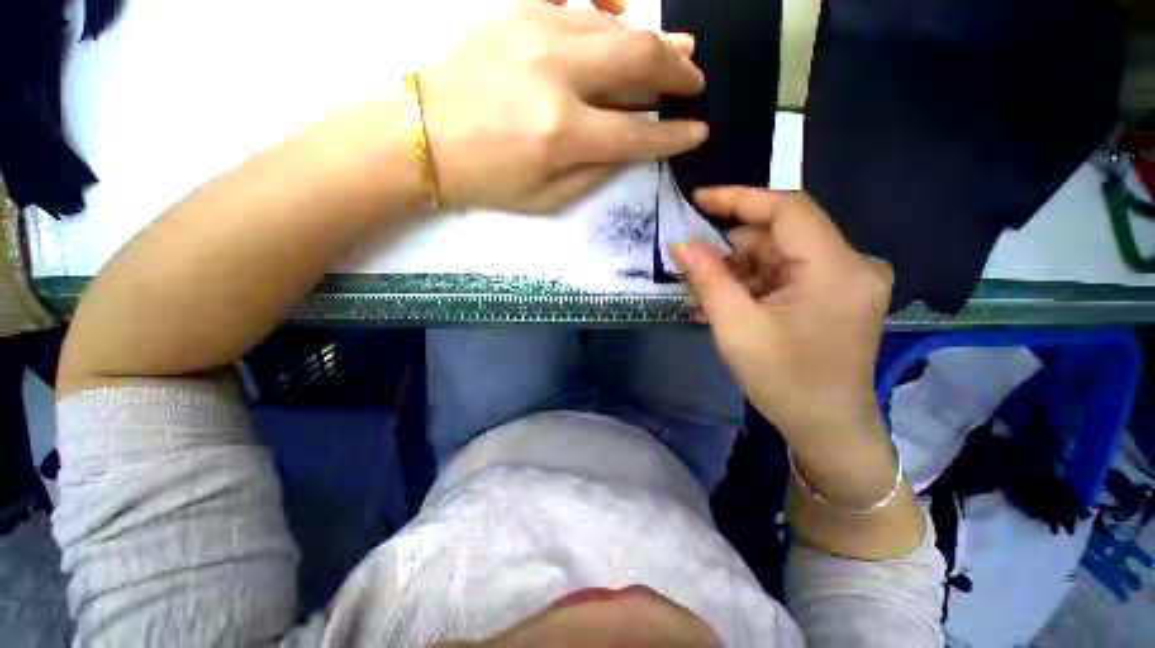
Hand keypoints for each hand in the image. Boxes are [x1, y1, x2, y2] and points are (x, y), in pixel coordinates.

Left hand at [419, 0, 707, 212]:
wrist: (424, 137)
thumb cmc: (489, 180)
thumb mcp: (548, 198)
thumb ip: (598, 171)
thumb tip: (635, 145)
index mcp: (562, 134)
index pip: (638, 133)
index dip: (674, 135)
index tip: (698, 132)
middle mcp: (557, 75)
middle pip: (640, 59)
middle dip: (678, 72)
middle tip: (696, 81)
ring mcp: (537, 32)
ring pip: (617, 27)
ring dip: (654, 41)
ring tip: (678, 51)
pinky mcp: (519, 11)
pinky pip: (579, 0)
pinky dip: (611, 9)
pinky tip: (623, 15)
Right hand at [672, 188, 892, 452]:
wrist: (827, 428)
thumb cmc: (783, 381)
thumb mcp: (736, 328)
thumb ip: (708, 279)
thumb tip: (681, 243)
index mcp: (836, 269)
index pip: (787, 209)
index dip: (739, 198)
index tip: (699, 199)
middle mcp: (852, 264)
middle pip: (780, 235)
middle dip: (732, 250)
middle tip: (694, 270)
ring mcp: (848, 279)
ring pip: (780, 254)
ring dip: (740, 270)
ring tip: (707, 297)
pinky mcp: (838, 293)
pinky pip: (788, 272)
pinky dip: (756, 283)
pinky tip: (730, 304)